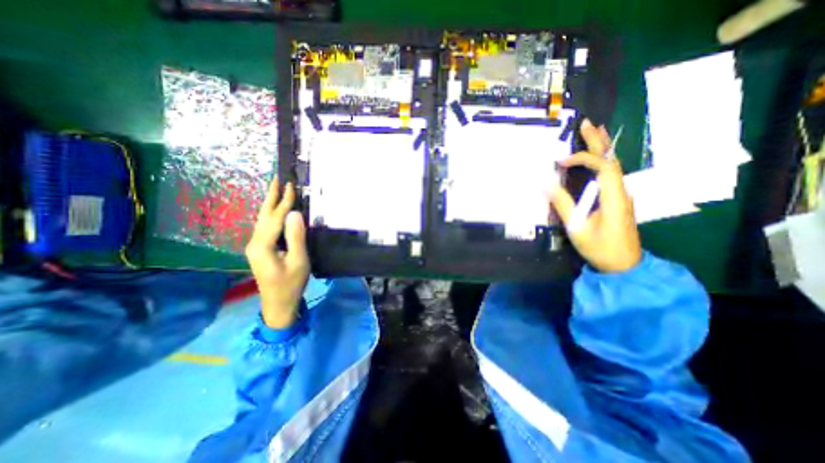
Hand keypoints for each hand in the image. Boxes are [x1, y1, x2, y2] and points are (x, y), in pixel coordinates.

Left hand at [247, 178, 311, 327]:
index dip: (284, 201)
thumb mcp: (298, 261)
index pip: (275, 217)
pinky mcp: (260, 250)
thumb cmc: (291, 284)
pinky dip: (270, 214)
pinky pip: (264, 227)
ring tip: (276, 189)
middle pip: (263, 215)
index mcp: (262, 245)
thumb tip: (295, 213)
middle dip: (271, 196)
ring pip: (262, 220)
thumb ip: (296, 236)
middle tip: (277, 178)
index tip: (291, 184)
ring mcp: (255, 246)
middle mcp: (254, 242)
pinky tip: (274, 210)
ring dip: (269, 203)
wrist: (278, 303)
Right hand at [546, 119, 643, 275]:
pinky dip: (601, 161)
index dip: (582, 159)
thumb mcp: (577, 228)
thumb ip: (562, 205)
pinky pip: (609, 174)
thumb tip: (545, 185)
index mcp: (614, 197)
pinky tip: (596, 157)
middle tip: (587, 123)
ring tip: (593, 131)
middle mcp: (621, 191)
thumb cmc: (600, 248)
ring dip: (602, 148)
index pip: (603, 167)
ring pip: (613, 165)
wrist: (624, 265)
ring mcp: (620, 195)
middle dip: (598, 141)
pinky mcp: (616, 200)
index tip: (559, 163)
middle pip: (612, 160)